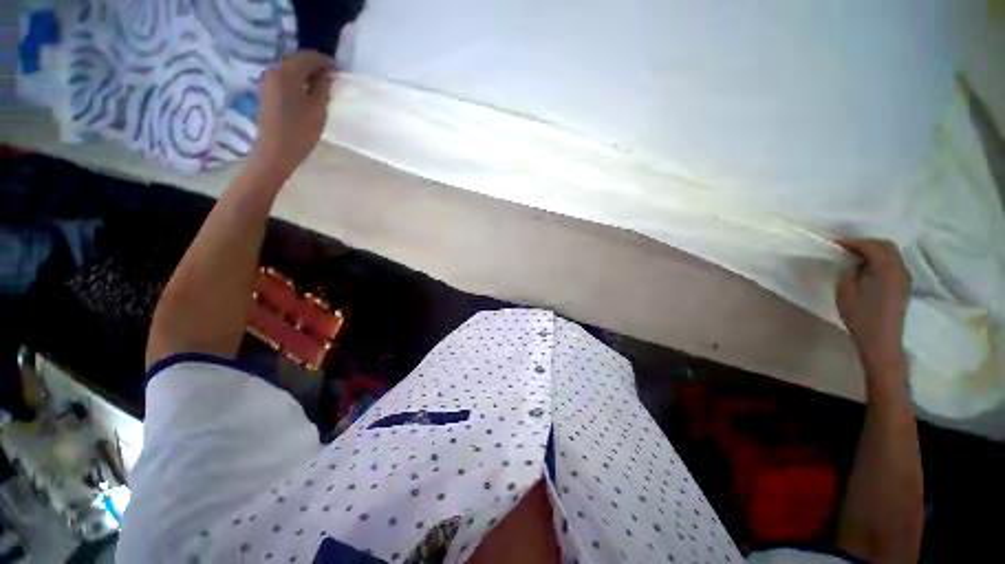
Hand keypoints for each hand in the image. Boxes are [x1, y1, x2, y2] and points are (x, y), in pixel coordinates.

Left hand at [250, 50, 335, 181]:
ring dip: (307, 73)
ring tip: (323, 86)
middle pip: (297, 60)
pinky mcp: (266, 92)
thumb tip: (326, 75)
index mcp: (287, 73)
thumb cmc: (300, 133)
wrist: (274, 152)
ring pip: (291, 69)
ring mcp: (268, 81)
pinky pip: (285, 78)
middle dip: (316, 65)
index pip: (308, 57)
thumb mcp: (318, 110)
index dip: (325, 61)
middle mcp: (274, 71)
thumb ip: (322, 88)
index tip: (339, 71)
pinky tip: (308, 92)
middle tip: (333, 78)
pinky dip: (298, 80)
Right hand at [836, 238, 911, 379]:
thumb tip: (854, 262)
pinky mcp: (903, 285)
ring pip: (891, 254)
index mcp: (887, 270)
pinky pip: (893, 263)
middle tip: (845, 247)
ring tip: (855, 256)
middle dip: (865, 243)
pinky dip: (880, 259)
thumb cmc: (860, 316)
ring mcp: (904, 278)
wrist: (881, 340)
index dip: (853, 241)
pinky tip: (867, 267)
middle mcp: (900, 269)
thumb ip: (850, 271)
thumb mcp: (846, 291)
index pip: (871, 246)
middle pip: (886, 246)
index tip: (835, 242)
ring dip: (874, 250)